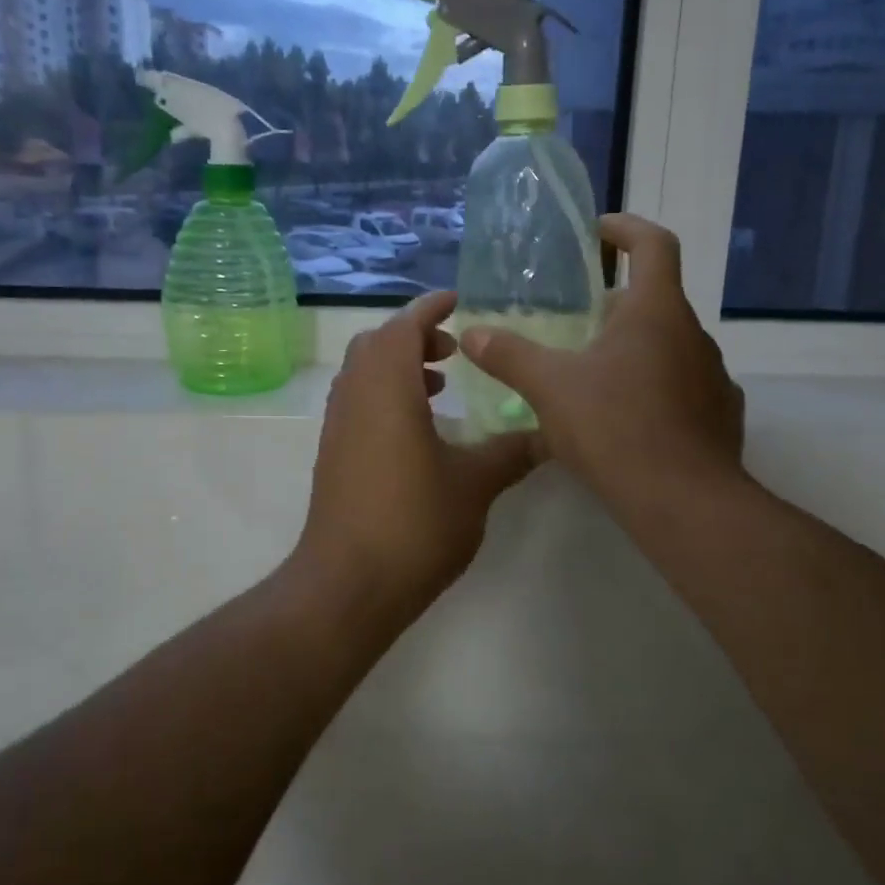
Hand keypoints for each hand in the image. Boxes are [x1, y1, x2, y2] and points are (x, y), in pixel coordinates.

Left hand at [295, 291, 539, 615]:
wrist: (348, 584)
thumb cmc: (414, 523)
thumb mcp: (474, 484)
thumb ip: (512, 452)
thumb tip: (551, 434)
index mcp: (386, 387)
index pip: (404, 326)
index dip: (430, 308)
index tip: (458, 301)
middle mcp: (354, 395)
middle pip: (378, 343)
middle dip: (415, 337)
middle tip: (454, 350)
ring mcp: (337, 425)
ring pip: (364, 372)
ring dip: (398, 366)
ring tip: (440, 386)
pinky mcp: (333, 453)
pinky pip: (357, 401)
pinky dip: (385, 394)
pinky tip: (418, 430)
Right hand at [458, 214, 745, 514]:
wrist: (683, 502)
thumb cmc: (615, 427)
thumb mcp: (550, 387)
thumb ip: (510, 355)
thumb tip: (472, 333)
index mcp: (657, 311)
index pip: (654, 244)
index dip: (626, 228)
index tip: (597, 233)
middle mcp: (693, 334)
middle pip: (657, 298)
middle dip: (617, 301)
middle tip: (577, 319)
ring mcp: (713, 376)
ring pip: (670, 344)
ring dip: (636, 346)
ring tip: (595, 373)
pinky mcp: (720, 414)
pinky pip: (684, 385)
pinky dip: (655, 386)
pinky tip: (627, 416)